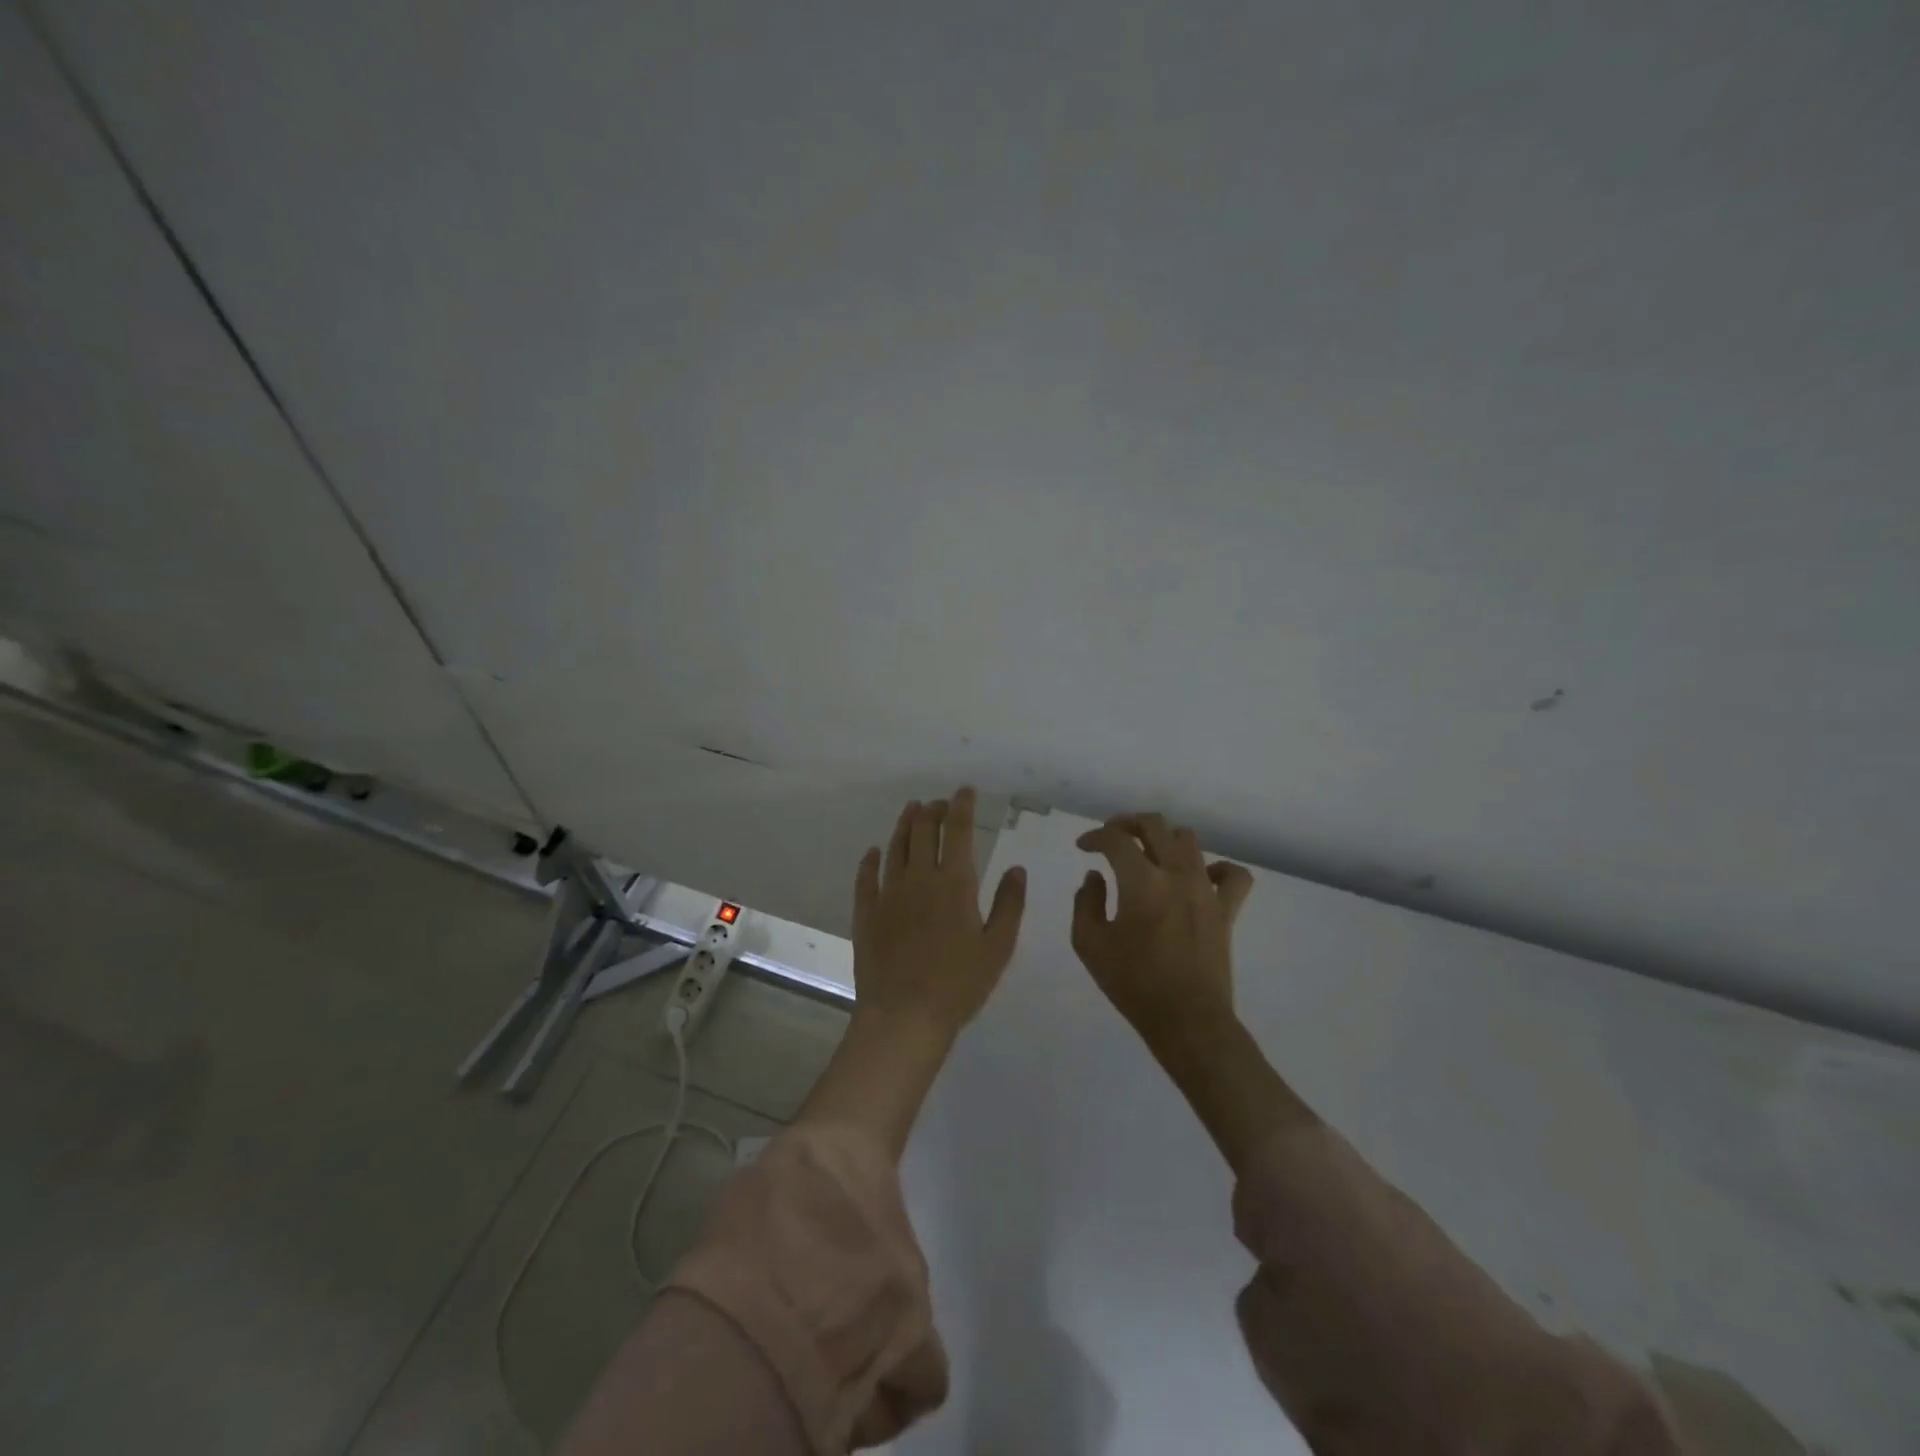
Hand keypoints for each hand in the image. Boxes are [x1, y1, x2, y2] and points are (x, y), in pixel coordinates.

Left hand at [798, 789, 1026, 1157]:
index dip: (961, 807)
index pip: (957, 831)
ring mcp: (888, 894)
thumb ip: (1009, 903)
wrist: (904, 1016)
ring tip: (910, 810)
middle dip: (932, 811)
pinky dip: (870, 861)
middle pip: (922, 832)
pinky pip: (866, 878)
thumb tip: (1017, 868)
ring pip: (895, 848)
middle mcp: (919, 879)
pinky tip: (872, 853)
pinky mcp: (866, 913)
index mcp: (954, 883)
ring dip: (904, 825)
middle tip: (938, 803)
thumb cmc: (960, 984)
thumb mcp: (998, 947)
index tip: (964, 791)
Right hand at [1071, 813, 1253, 1055]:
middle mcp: (1176, 874)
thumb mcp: (1090, 945)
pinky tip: (1201, 877)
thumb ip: (1086, 903)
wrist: (1187, 1021)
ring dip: (1164, 839)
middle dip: (1128, 823)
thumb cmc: (1133, 984)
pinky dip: (1217, 868)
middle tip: (1112, 837)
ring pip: (1189, 840)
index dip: (1095, 836)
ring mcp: (1206, 890)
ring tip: (1150, 853)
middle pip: (1154, 825)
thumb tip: (1095, 877)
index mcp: (1141, 881)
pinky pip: (1233, 876)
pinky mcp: (1226, 910)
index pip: (1115, 839)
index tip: (1083, 847)